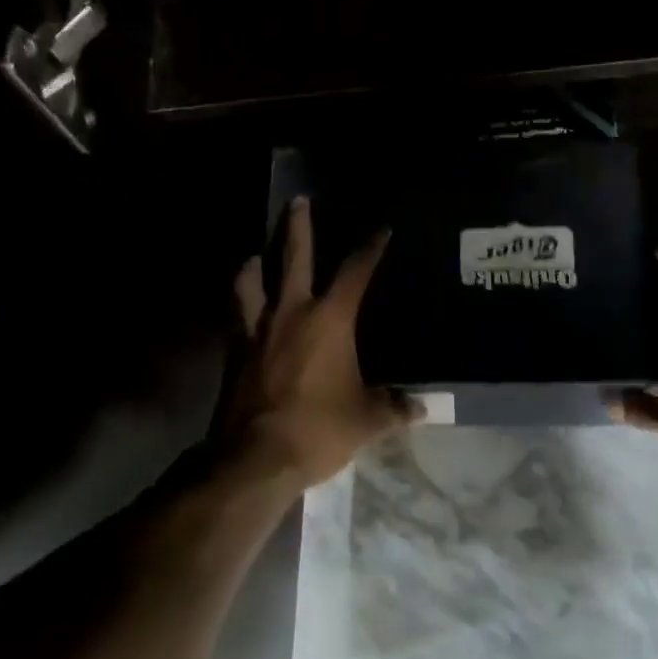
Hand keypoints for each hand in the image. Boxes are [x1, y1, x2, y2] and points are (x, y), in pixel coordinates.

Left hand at [213, 197, 420, 488]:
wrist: (255, 457)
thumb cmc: (318, 428)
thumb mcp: (366, 419)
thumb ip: (394, 406)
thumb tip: (422, 406)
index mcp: (329, 320)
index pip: (355, 272)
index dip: (370, 248)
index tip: (381, 229)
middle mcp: (290, 313)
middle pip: (293, 257)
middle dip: (297, 226)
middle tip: (297, 201)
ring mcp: (256, 329)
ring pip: (250, 281)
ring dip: (254, 263)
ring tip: (255, 255)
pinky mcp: (234, 351)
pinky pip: (235, 316)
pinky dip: (240, 304)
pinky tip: (243, 308)